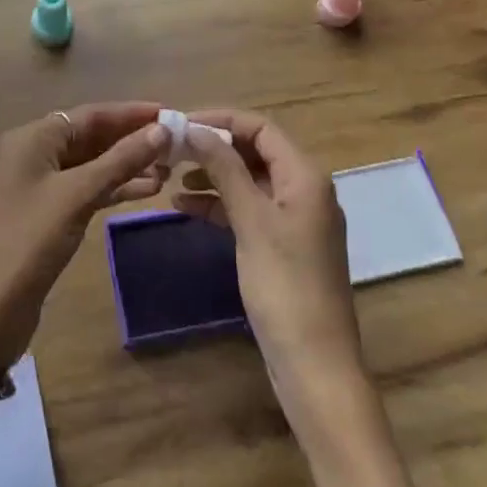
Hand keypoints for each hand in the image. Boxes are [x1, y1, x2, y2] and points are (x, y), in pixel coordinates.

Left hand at [0, 102, 168, 364]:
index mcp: (34, 138)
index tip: (169, 113)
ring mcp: (40, 185)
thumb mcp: (79, 194)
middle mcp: (35, 153)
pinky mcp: (48, 214)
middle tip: (176, 144)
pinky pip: (87, 188)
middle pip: (92, 136)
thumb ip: (121, 160)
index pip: (91, 114)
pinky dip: (115, 188)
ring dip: (128, 164)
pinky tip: (148, 191)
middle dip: (132, 139)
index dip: (131, 112)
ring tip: (170, 169)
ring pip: (92, 164)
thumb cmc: (31, 240)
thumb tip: (161, 131)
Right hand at [174, 110, 368, 427]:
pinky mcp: (283, 245)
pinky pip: (249, 210)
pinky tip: (185, 206)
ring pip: (249, 181)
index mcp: (305, 176)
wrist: (314, 365)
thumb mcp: (251, 222)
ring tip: (172, 175)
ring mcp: (294, 219)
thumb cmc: (284, 286)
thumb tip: (194, 128)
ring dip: (214, 175)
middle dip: (214, 146)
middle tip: (171, 149)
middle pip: (255, 151)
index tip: (180, 124)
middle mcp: (304, 189)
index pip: (261, 128)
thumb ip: (224, 170)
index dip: (221, 120)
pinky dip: (220, 205)